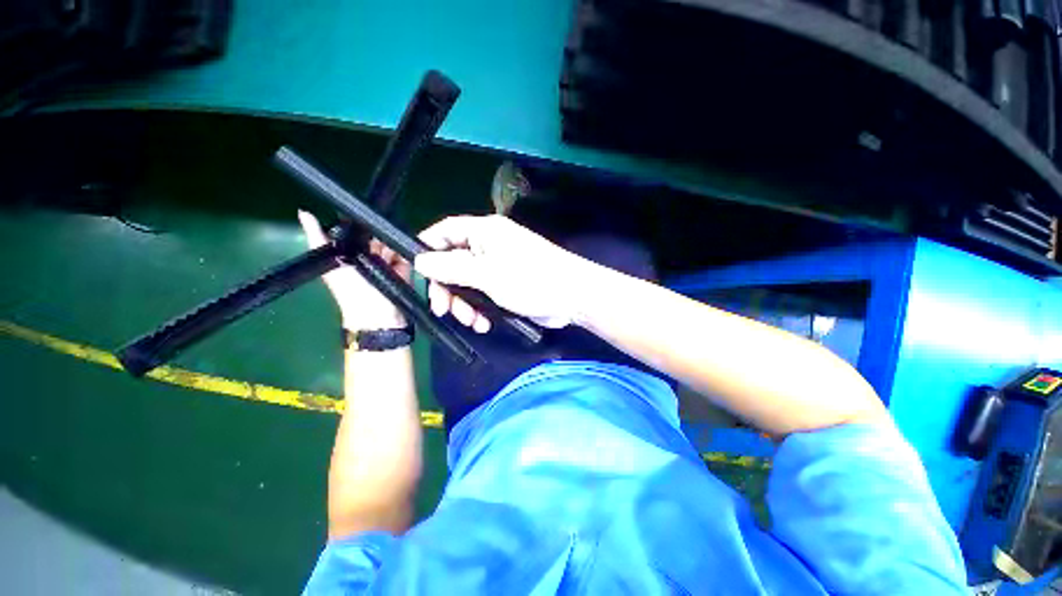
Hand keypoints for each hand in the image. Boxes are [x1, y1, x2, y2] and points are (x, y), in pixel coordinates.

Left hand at [298, 210, 408, 328]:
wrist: (379, 314)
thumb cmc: (351, 291)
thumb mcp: (330, 264)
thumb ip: (318, 239)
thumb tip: (303, 211)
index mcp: (346, 251)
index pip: (352, 228)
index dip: (355, 219)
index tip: (359, 210)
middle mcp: (366, 253)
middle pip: (372, 232)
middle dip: (374, 229)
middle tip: (373, 230)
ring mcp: (385, 259)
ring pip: (388, 240)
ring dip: (388, 240)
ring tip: (385, 243)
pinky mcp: (402, 265)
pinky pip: (403, 251)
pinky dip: (402, 248)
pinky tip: (398, 246)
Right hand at [414, 215, 598, 331]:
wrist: (573, 297)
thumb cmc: (532, 279)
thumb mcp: (487, 275)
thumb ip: (452, 268)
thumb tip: (419, 260)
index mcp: (484, 232)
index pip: (444, 231)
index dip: (426, 249)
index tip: (415, 274)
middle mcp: (488, 245)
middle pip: (452, 262)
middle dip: (447, 288)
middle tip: (444, 310)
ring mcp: (497, 266)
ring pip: (466, 283)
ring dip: (464, 304)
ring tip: (472, 322)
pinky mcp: (506, 285)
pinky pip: (482, 294)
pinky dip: (479, 309)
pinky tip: (484, 324)